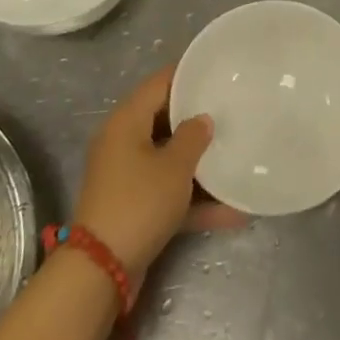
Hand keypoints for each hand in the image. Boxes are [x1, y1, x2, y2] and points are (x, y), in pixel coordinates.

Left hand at [74, 67, 248, 290]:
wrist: (101, 269)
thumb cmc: (139, 202)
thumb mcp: (173, 167)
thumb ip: (192, 137)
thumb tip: (202, 119)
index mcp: (126, 121)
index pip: (159, 83)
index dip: (187, 74)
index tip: (216, 70)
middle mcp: (123, 142)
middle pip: (164, 120)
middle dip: (197, 119)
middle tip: (232, 110)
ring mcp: (127, 176)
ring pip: (169, 159)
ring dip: (200, 164)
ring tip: (237, 156)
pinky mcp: (133, 206)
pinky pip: (168, 192)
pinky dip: (195, 200)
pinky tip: (234, 212)